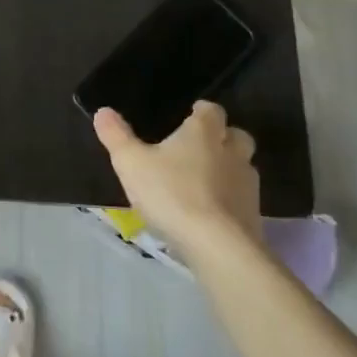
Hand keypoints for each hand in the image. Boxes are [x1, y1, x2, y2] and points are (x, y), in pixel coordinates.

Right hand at [93, 101, 261, 257]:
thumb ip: (116, 136)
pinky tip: (211, 212)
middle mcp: (231, 152)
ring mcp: (247, 184)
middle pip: (236, 135)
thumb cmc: (171, 194)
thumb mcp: (131, 164)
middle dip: (223, 137)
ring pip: (243, 167)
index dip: (201, 111)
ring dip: (228, 169)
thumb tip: (103, 111)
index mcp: (203, 133)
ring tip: (203, 181)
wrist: (218, 246)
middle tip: (200, 147)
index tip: (190, 115)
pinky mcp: (253, 214)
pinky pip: (242, 198)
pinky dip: (230, 199)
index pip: (211, 110)